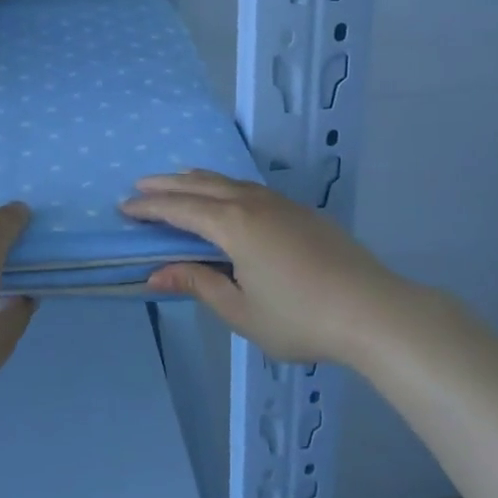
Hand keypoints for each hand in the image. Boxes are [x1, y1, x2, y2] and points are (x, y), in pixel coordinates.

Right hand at [122, 170, 409, 364]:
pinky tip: (225, 195)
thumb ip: (198, 284)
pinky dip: (224, 185)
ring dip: (196, 179)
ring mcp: (279, 203)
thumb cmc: (300, 317)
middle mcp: (252, 203)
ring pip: (227, 180)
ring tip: (176, 181)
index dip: (150, 208)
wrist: (373, 310)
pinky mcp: (300, 211)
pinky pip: (248, 187)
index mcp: (233, 225)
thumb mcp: (241, 310)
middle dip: (167, 185)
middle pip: (200, 184)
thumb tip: (155, 273)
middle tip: (139, 186)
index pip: (180, 209)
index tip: (124, 207)